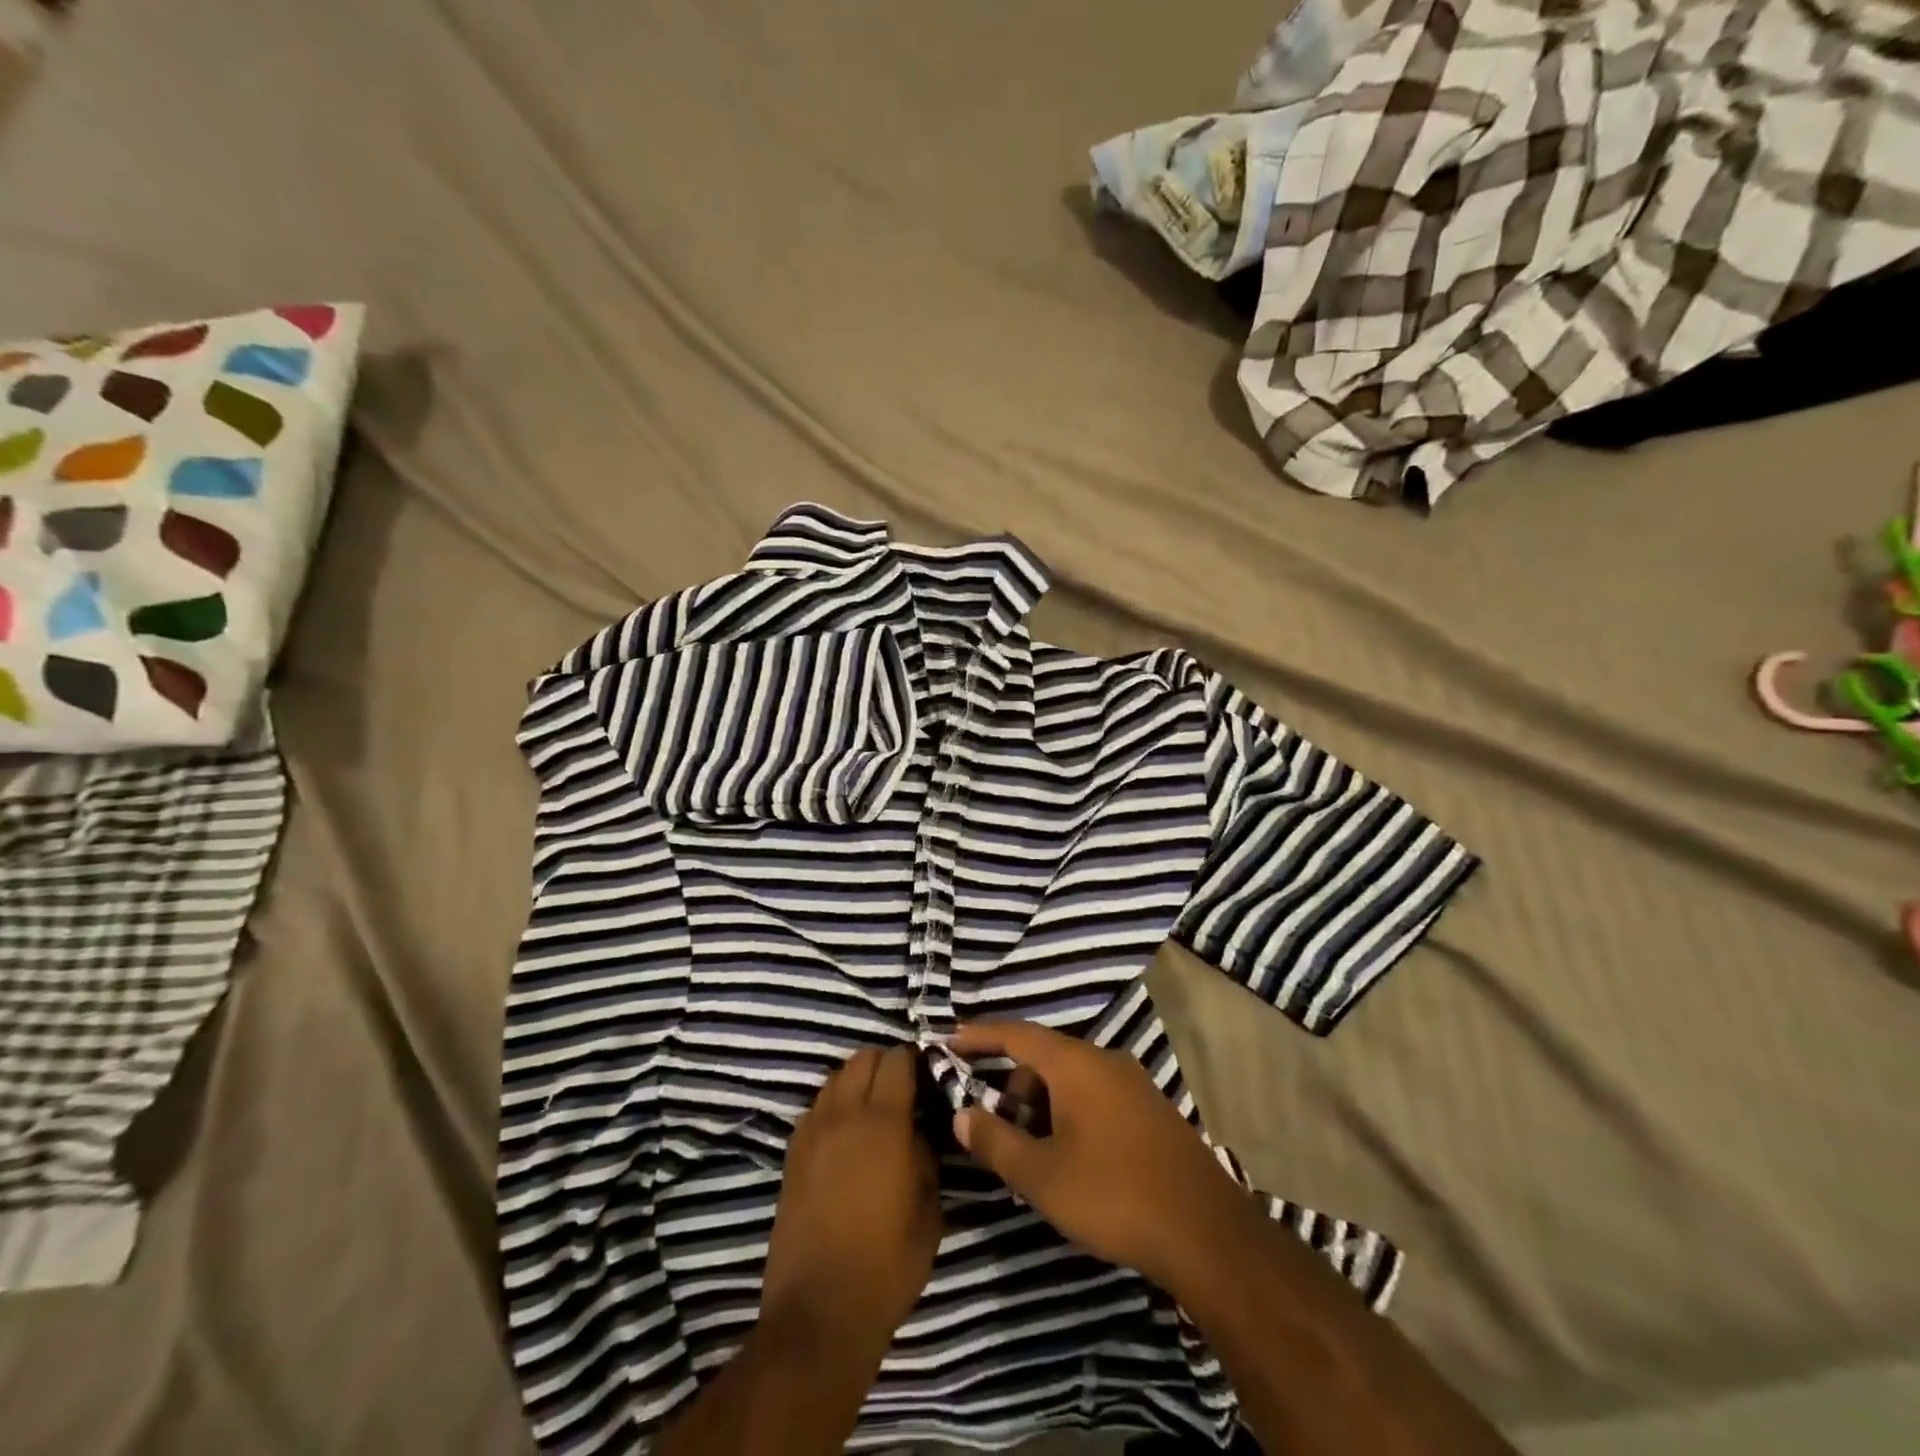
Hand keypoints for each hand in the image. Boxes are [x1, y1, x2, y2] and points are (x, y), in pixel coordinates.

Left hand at [760, 1044, 941, 1358]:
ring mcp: (812, 1132)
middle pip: (862, 1057)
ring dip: (857, 1080)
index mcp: (883, 1123)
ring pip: (835, 1077)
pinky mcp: (792, 1154)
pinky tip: (846, 1134)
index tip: (929, 1076)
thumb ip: (925, 1157)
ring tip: (874, 1109)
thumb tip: (916, 1131)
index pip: (897, 1060)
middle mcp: (844, 1115)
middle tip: (904, 1090)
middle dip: (886, 1063)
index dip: (915, 1060)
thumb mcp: (929, 1211)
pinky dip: (834, 1105)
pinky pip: (816, 1107)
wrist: (818, 1314)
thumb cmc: (886, 1266)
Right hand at [948, 1021, 1257, 1291]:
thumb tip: (961, 1114)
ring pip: (1073, 1078)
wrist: (1205, 1232)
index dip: (981, 1036)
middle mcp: (1105, 1060)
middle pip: (1045, 1057)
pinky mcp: (1151, 1109)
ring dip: (1043, 1102)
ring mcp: (1134, 1083)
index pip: (1017, 1034)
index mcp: (1075, 1064)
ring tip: (1033, 1151)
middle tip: (996, 1125)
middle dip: (1014, 1084)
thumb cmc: (1113, 1195)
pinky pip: (1097, 1094)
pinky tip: (1071, 1156)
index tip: (950, 1041)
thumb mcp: (1041, 1175)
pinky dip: (1071, 1111)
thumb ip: (996, 1140)